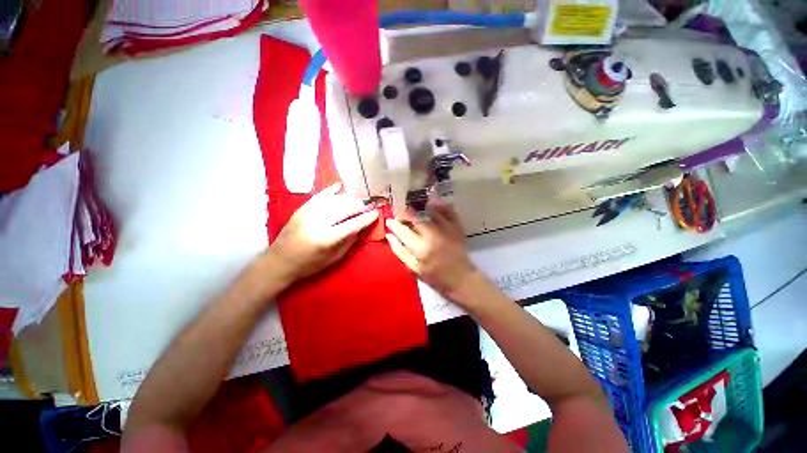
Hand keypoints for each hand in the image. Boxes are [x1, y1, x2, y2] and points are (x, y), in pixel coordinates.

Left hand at [268, 183, 378, 283]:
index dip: (366, 218)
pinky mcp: (302, 209)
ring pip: (334, 200)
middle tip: (371, 203)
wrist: (279, 261)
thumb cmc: (309, 264)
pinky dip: (331, 191)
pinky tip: (341, 187)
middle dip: (360, 205)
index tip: (376, 213)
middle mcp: (318, 222)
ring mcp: (308, 213)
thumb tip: (361, 227)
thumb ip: (349, 242)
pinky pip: (320, 196)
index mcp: (327, 239)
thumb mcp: (334, 258)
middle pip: (345, 208)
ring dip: (349, 198)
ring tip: (360, 199)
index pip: (353, 224)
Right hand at [385, 197, 477, 301]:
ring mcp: (446, 230)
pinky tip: (433, 201)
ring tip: (414, 207)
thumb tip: (389, 236)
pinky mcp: (457, 228)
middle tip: (400, 213)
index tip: (389, 220)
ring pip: (432, 212)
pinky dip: (441, 205)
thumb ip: (400, 252)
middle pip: (416, 219)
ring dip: (421, 207)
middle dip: (405, 213)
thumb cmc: (435, 276)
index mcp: (420, 249)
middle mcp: (432, 236)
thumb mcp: (414, 269)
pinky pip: (449, 212)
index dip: (394, 224)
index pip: (403, 231)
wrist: (461, 278)